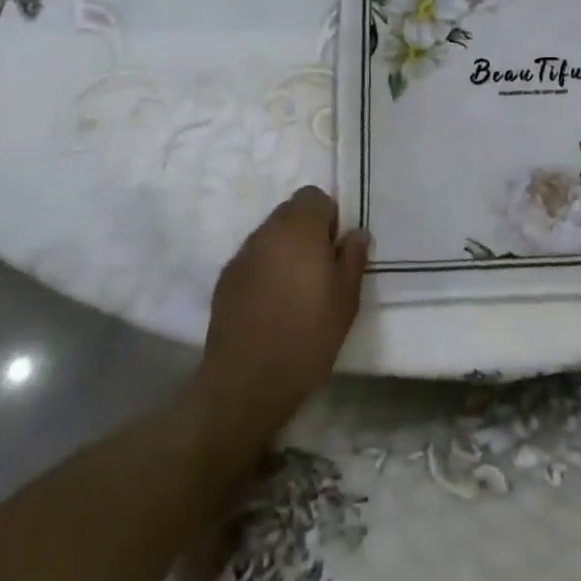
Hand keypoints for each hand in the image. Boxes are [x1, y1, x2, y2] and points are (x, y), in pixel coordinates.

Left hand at [199, 187, 368, 441]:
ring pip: (270, 237)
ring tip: (294, 291)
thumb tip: (356, 233)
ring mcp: (242, 255)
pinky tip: (270, 306)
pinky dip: (264, 272)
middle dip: (306, 232)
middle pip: (290, 213)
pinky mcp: (225, 280)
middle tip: (319, 271)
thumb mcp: (347, 299)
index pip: (315, 196)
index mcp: (300, 227)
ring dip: (284, 251)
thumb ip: (354, 257)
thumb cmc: (307, 335)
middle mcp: (267, 230)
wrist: (246, 384)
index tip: (334, 251)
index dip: (328, 219)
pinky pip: (252, 261)